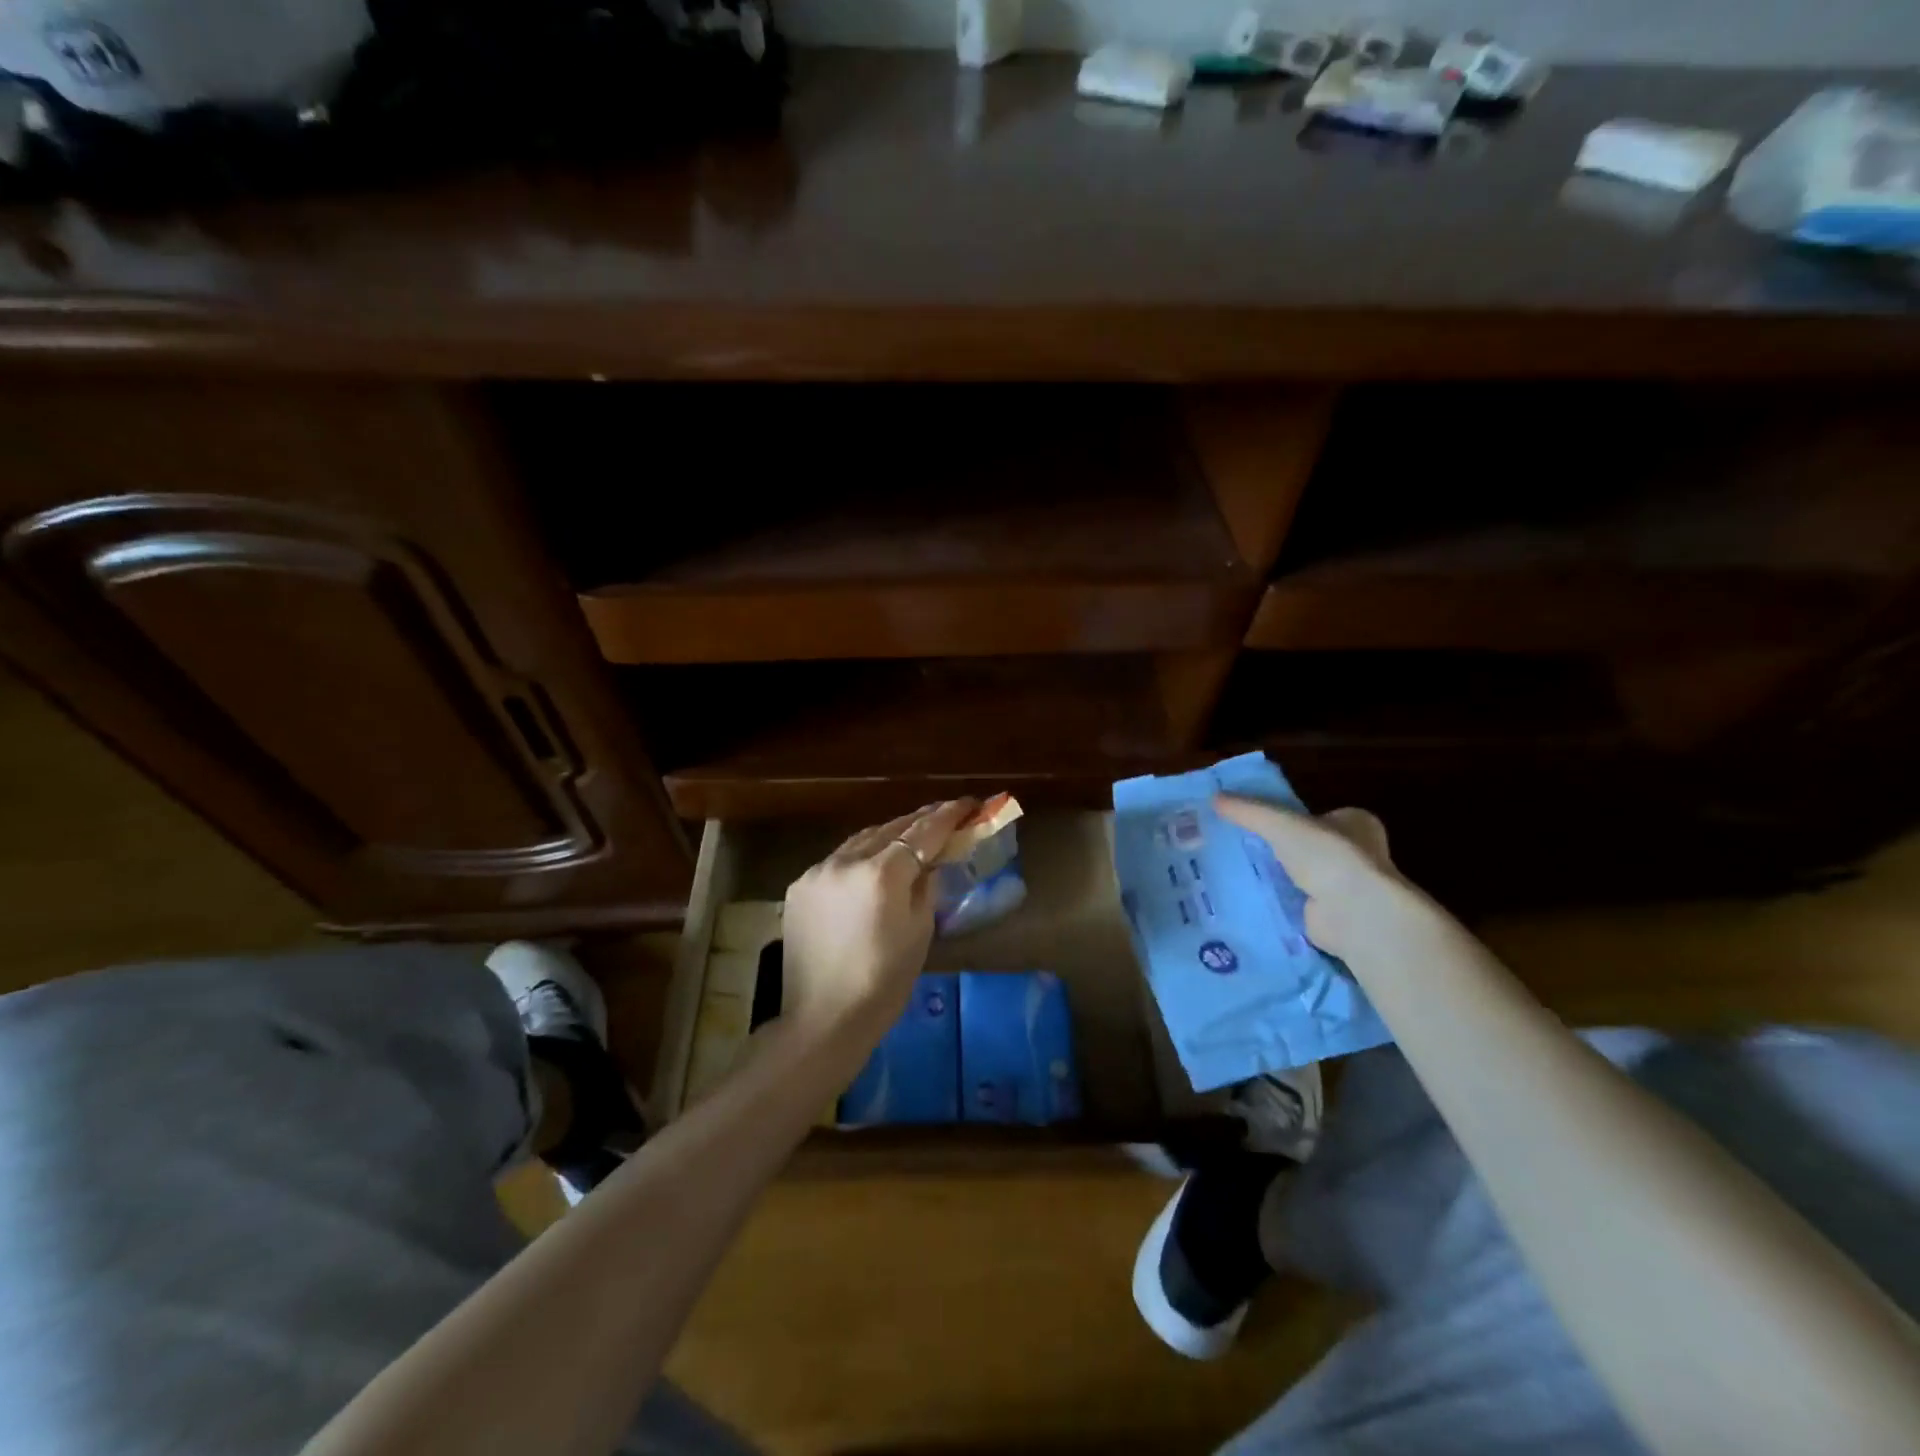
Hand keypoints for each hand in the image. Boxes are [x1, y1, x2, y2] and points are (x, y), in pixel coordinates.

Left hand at [781, 800, 976, 1042]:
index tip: (968, 803)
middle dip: (919, 821)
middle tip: (944, 815)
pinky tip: (872, 866)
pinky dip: (860, 857)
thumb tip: (931, 862)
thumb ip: (927, 886)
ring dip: (888, 836)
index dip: (948, 815)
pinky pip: (837, 861)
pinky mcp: (799, 887)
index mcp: (881, 873)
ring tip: (910, 836)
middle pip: (890, 829)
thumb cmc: (883, 982)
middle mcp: (846, 861)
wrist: (823, 1019)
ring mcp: (817, 871)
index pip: (922, 832)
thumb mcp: (920, 932)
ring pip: (861, 840)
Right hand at [1215, 796, 1416, 962]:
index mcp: (1353, 823)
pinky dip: (1274, 900)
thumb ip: (1248, 810)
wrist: (1354, 913)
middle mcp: (1354, 854)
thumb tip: (1214, 797)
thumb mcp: (1280, 823)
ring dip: (1274, 875)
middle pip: (1304, 845)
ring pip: (1298, 874)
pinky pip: (1294, 901)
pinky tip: (1246, 896)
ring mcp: (1344, 886)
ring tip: (1232, 869)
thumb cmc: (1327, 856)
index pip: (1315, 814)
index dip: (1286, 816)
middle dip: (1275, 847)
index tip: (1253, 821)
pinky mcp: (1330, 915)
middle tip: (1236, 844)